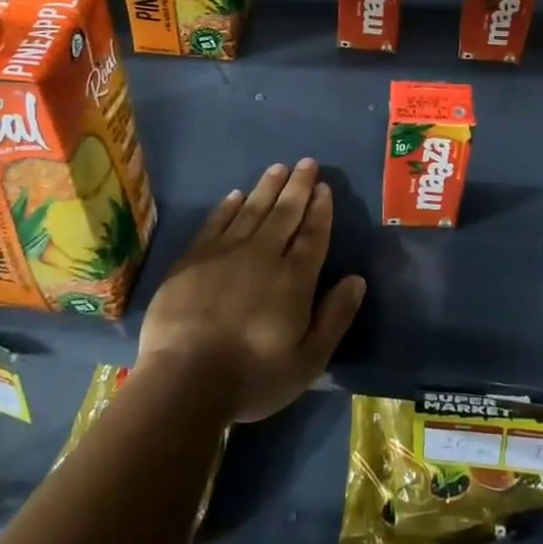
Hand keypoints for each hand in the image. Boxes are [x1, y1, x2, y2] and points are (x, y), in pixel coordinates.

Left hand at [136, 158, 367, 424]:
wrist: (184, 380)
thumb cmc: (252, 376)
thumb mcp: (308, 359)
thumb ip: (335, 317)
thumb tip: (357, 279)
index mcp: (294, 279)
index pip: (312, 235)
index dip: (320, 210)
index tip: (325, 188)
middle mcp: (263, 256)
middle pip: (284, 213)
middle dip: (298, 187)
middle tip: (306, 163)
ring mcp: (225, 253)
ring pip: (251, 210)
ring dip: (267, 187)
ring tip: (278, 168)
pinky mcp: (192, 259)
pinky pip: (215, 223)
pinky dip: (228, 207)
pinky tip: (236, 195)